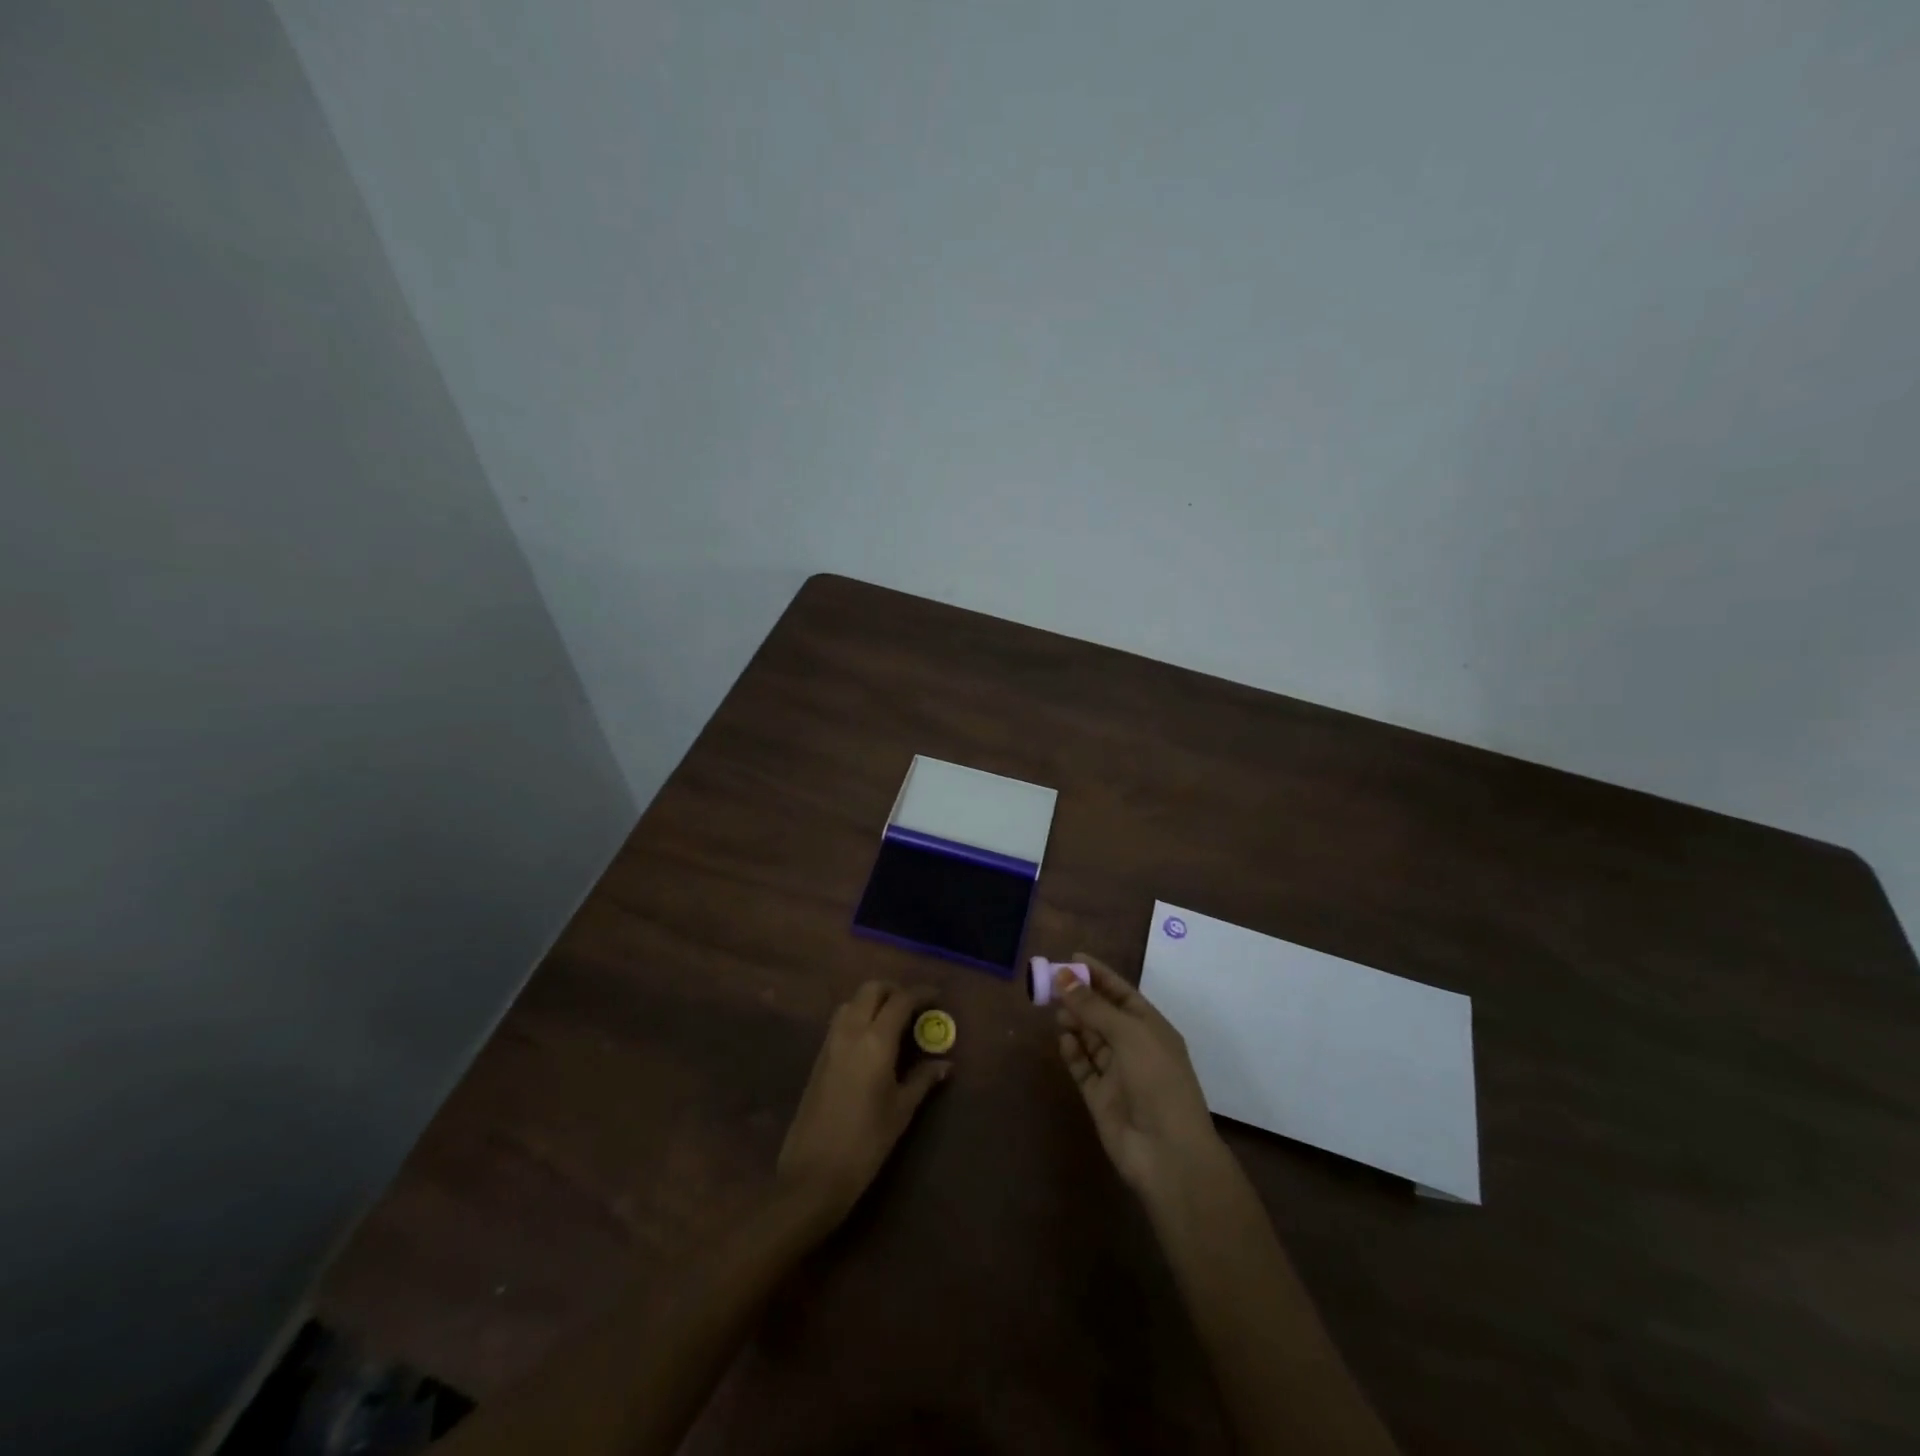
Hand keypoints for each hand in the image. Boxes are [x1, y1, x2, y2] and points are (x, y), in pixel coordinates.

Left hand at [777, 981, 949, 1225]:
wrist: (813, 1174)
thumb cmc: (866, 1143)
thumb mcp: (901, 1111)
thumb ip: (922, 1079)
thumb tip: (944, 1063)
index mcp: (875, 1041)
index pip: (900, 1001)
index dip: (921, 993)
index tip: (938, 997)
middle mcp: (850, 1032)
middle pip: (871, 990)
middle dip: (894, 990)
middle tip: (914, 1007)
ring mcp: (830, 1043)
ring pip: (852, 1002)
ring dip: (873, 1001)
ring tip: (893, 1021)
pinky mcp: (818, 1057)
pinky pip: (840, 1021)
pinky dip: (858, 1016)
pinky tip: (871, 1040)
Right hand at [1055, 952, 1224, 1201]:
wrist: (1167, 1153)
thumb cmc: (1157, 1081)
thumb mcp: (1128, 1034)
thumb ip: (1093, 1006)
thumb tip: (1063, 975)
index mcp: (1152, 1028)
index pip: (1121, 993)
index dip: (1098, 975)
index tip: (1072, 957)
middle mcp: (1135, 1047)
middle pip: (1103, 1014)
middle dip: (1080, 998)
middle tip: (1051, 983)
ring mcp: (1117, 1073)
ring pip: (1090, 1039)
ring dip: (1075, 1022)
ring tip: (1056, 1010)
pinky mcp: (1100, 1097)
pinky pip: (1083, 1067)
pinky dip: (1073, 1052)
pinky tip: (1064, 1040)